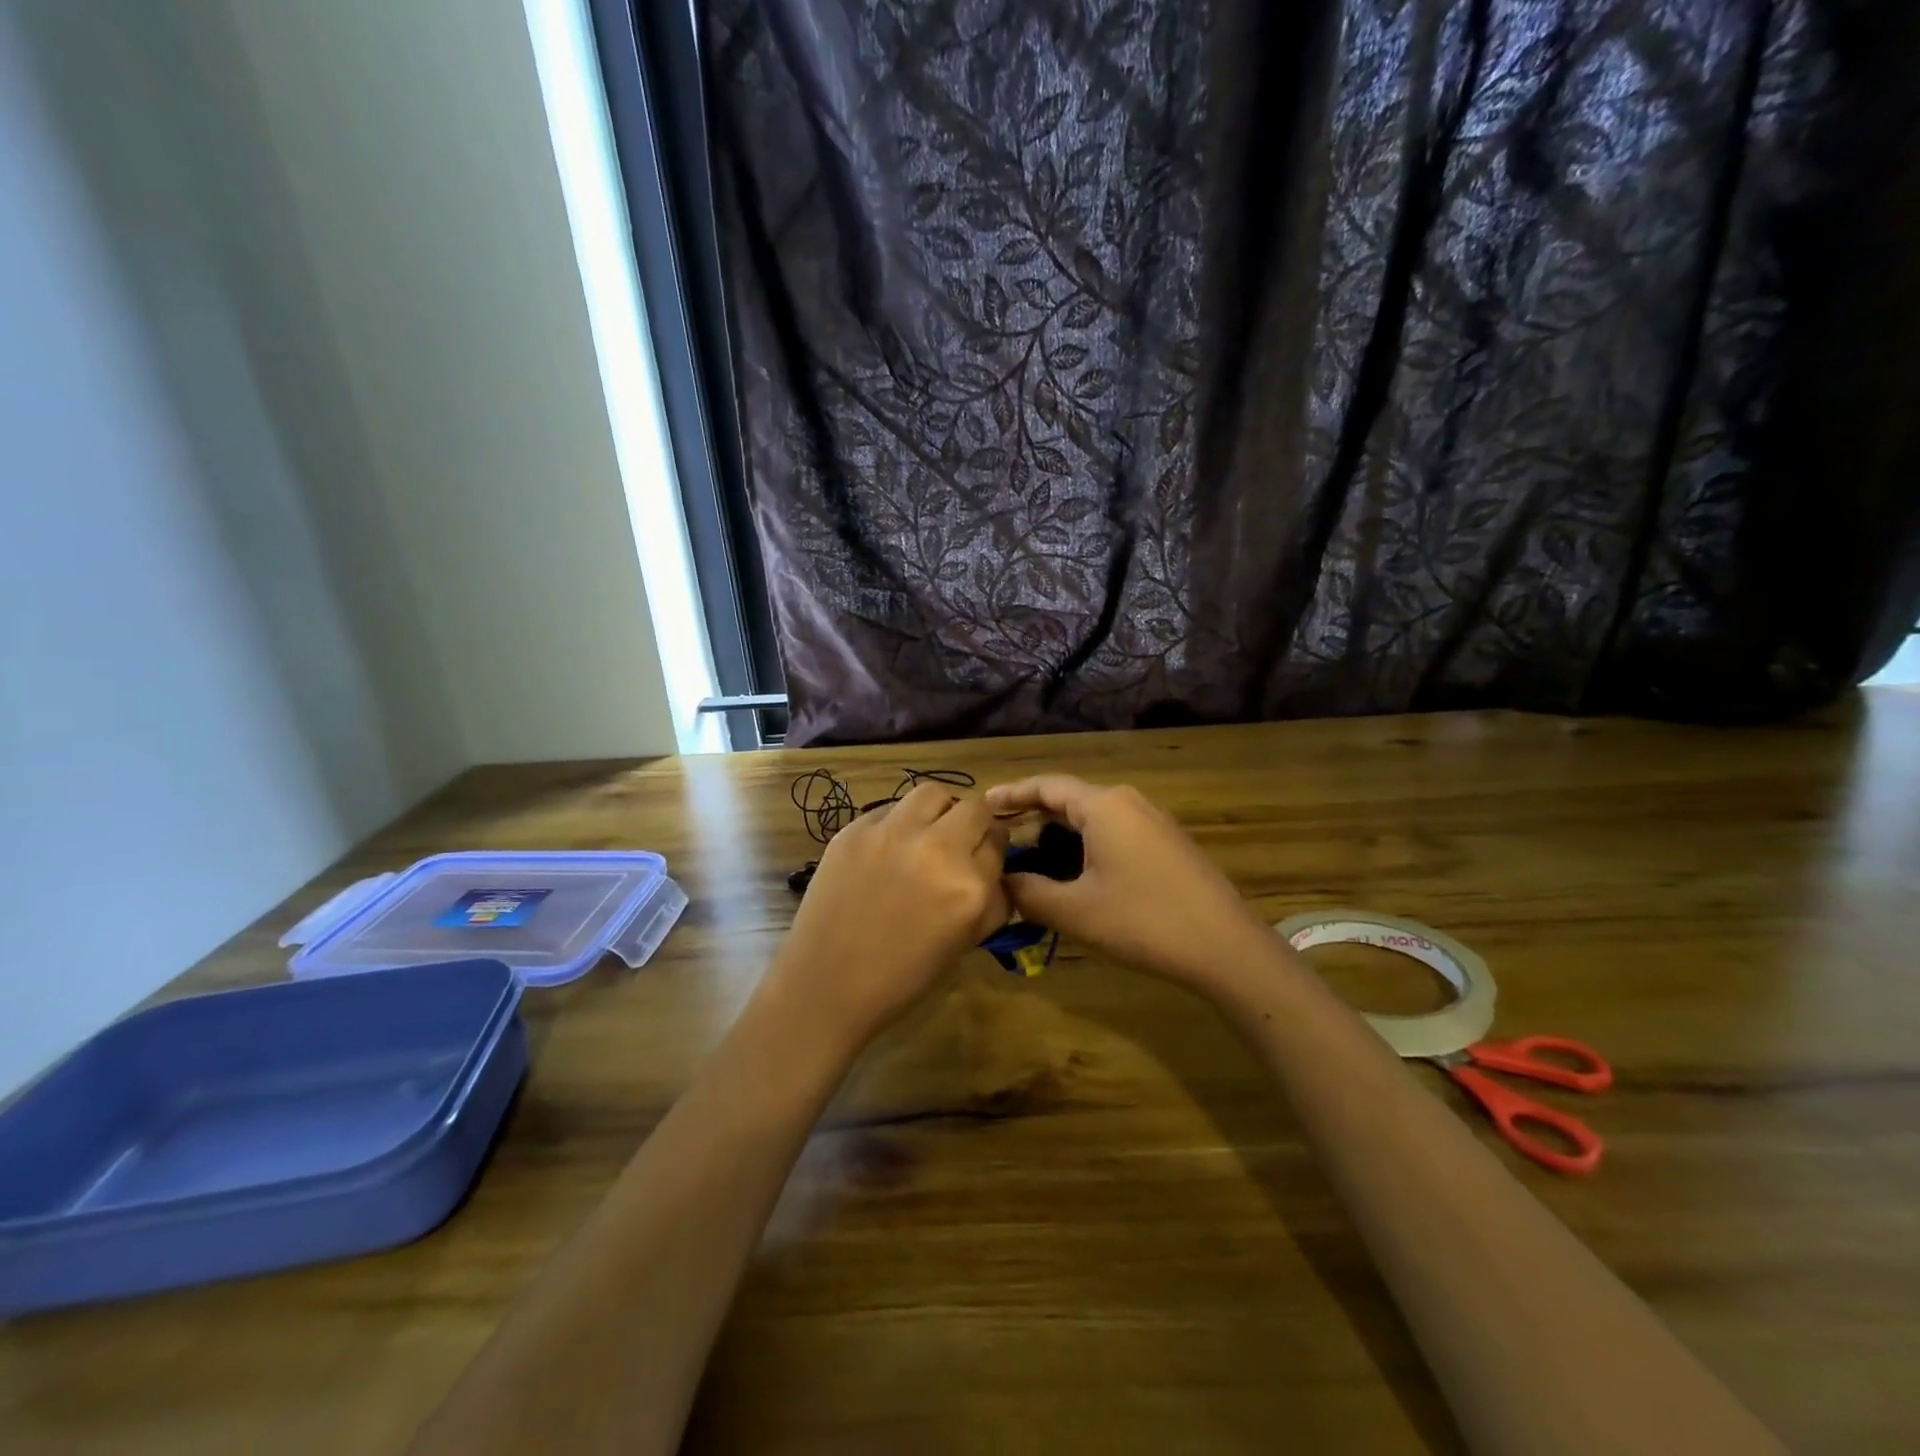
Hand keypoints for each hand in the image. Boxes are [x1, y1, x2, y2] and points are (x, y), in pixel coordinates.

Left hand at [766, 784, 1009, 1049]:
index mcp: (968, 887)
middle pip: (974, 807)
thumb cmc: (903, 977)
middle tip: (960, 840)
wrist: (828, 985)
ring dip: (939, 810)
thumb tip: (997, 870)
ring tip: (927, 832)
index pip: (999, 841)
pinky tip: (887, 849)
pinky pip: (890, 809)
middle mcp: (935, 849)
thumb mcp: (965, 943)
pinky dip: (898, 823)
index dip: (994, 846)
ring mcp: (891, 834)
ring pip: (932, 793)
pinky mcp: (854, 830)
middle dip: (975, 822)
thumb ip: (992, 901)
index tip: (985, 854)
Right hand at [985, 775, 1268, 990]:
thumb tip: (1000, 882)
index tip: (983, 805)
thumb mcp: (1075, 911)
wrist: (1226, 948)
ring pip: (1092, 817)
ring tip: (1031, 859)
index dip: (1011, 794)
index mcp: (1104, 805)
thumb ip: (1028, 893)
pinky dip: (1085, 844)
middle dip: (1032, 817)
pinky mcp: (1167, 843)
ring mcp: (1152, 821)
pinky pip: (1114, 831)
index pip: (1046, 786)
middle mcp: (1128, 802)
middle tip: (1000, 839)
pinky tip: (1074, 873)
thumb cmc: (1144, 922)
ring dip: (1059, 834)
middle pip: (1068, 799)